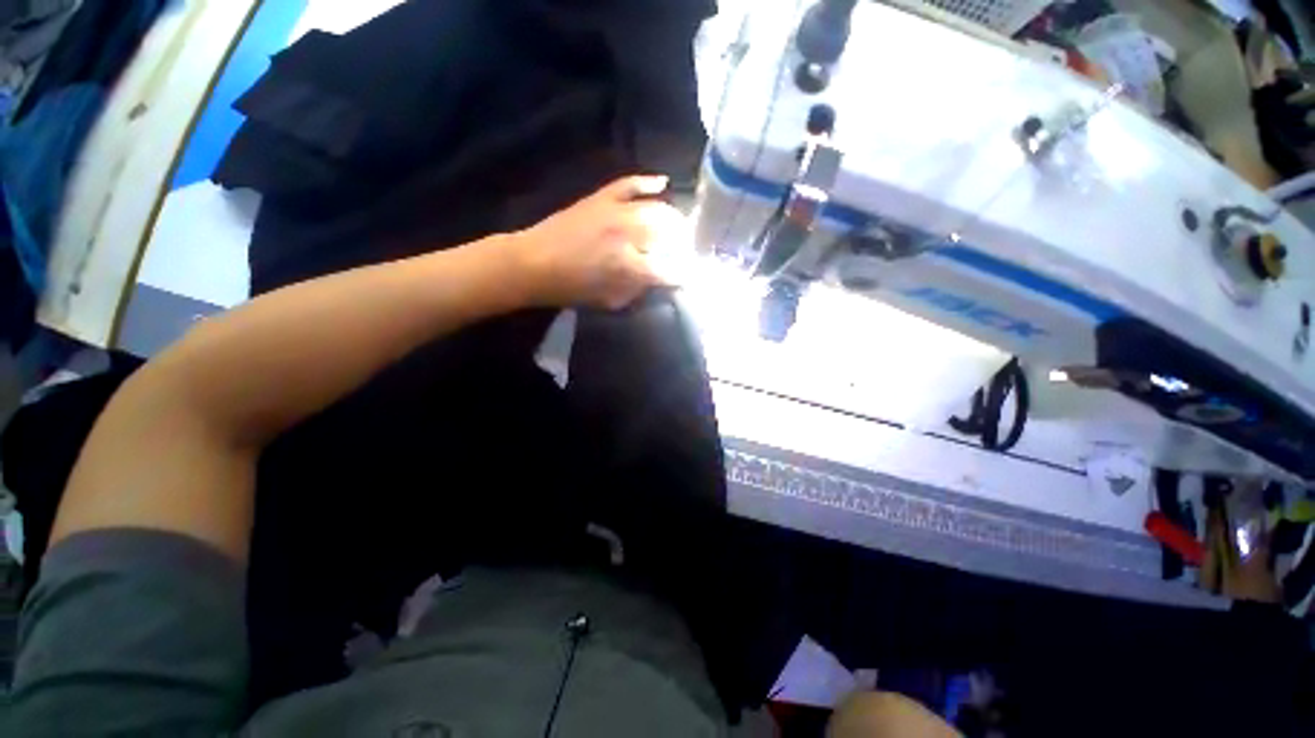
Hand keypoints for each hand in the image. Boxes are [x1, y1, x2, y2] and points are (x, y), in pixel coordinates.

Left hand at [512, 175, 684, 308]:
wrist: (533, 263)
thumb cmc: (572, 289)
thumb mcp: (610, 301)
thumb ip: (638, 290)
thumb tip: (657, 280)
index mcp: (629, 266)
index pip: (670, 270)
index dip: (684, 274)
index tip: (690, 277)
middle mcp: (628, 235)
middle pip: (670, 234)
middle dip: (683, 244)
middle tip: (685, 251)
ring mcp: (615, 211)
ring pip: (657, 208)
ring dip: (673, 219)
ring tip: (678, 228)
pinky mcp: (601, 197)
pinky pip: (630, 184)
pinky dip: (648, 182)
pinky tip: (663, 183)